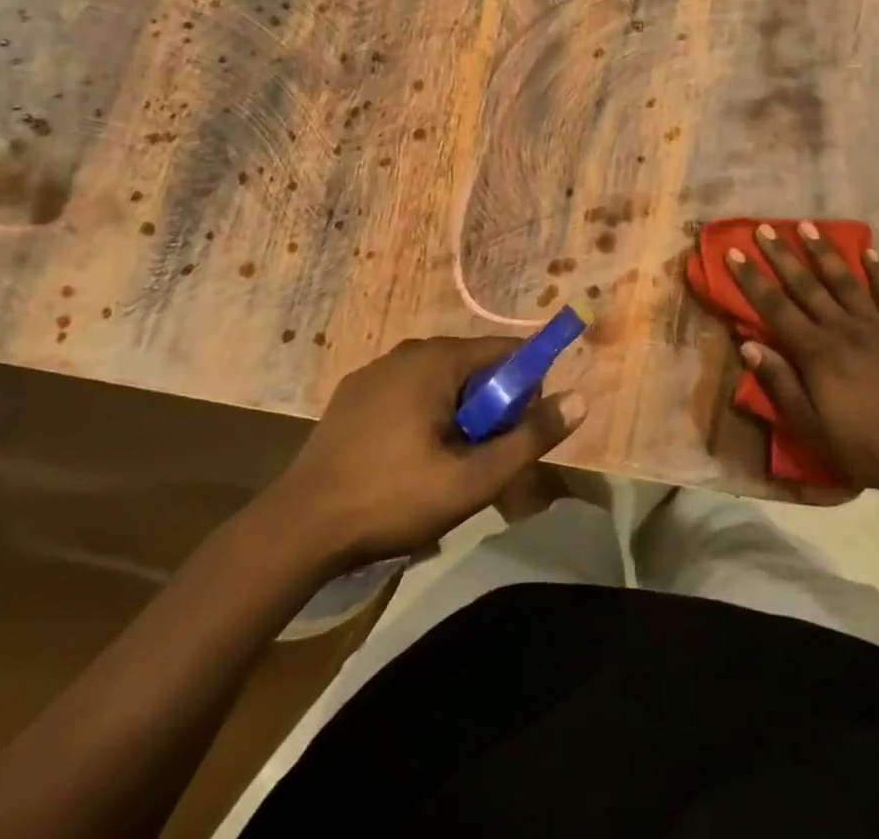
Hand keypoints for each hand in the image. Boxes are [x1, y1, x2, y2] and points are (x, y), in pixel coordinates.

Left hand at [271, 337, 585, 569]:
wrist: (299, 528)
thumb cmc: (392, 498)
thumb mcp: (472, 479)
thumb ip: (529, 438)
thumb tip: (579, 399)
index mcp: (437, 359)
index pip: (505, 352)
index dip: (526, 387)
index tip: (521, 431)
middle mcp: (407, 351)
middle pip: (473, 366)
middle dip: (489, 407)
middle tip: (482, 458)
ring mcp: (375, 371)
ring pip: (439, 382)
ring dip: (456, 414)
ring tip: (445, 465)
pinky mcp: (353, 395)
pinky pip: (407, 393)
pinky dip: (423, 416)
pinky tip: (407, 460)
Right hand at [728, 223, 878, 494]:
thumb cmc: (866, 448)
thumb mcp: (813, 426)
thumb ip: (781, 384)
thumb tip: (748, 346)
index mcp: (816, 353)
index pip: (775, 308)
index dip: (752, 279)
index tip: (734, 252)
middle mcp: (843, 329)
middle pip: (806, 285)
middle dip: (782, 255)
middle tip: (764, 227)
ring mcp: (878, 326)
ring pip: (845, 281)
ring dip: (824, 252)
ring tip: (808, 225)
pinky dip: (878, 272)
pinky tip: (869, 252)